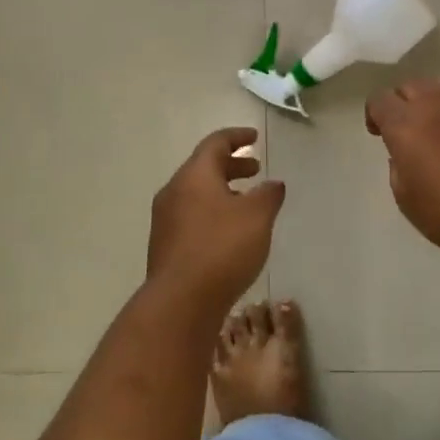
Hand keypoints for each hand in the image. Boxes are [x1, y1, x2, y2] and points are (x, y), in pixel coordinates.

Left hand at [148, 127, 285, 310]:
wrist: (180, 302)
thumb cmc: (222, 248)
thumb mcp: (257, 217)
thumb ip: (268, 195)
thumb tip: (273, 183)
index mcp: (194, 175)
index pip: (215, 143)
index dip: (236, 137)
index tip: (254, 137)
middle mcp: (174, 191)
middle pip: (203, 167)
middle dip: (231, 165)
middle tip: (255, 169)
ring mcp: (165, 219)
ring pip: (196, 193)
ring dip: (222, 191)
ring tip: (246, 202)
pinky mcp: (165, 245)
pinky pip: (191, 216)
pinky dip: (212, 212)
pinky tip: (229, 232)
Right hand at [365, 80, 439, 261]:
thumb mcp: (405, 197)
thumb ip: (398, 165)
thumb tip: (404, 153)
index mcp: (404, 124)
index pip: (380, 99)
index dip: (376, 114)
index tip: (379, 132)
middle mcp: (435, 103)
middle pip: (412, 85)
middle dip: (406, 102)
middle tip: (412, 128)